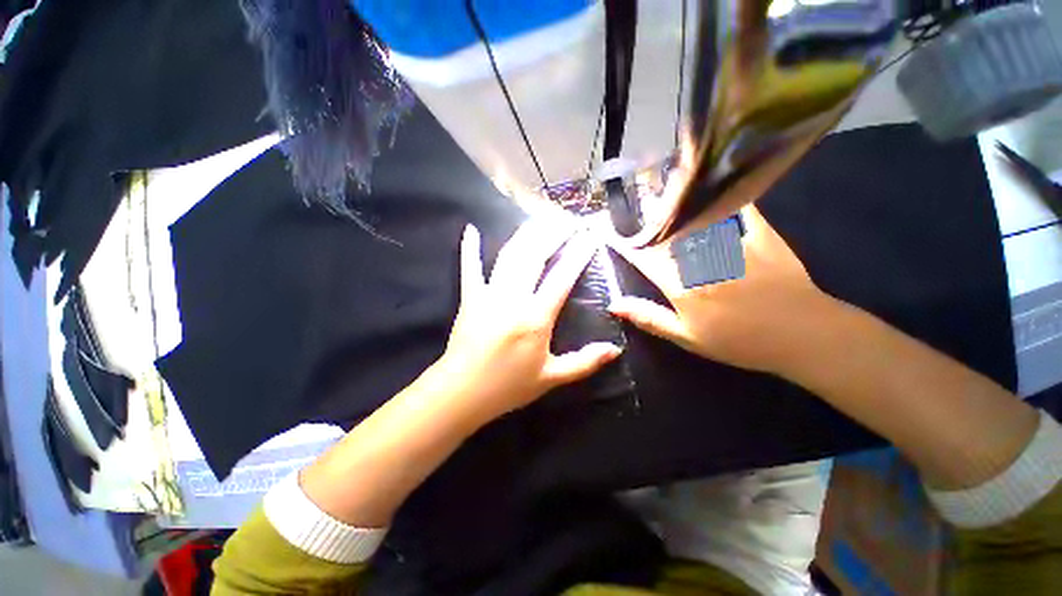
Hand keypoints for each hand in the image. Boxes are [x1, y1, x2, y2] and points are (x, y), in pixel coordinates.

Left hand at [438, 221, 622, 422]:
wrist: (462, 392)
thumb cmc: (509, 386)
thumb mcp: (551, 377)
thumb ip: (585, 362)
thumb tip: (615, 350)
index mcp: (535, 317)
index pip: (562, 277)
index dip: (578, 254)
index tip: (590, 236)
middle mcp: (513, 298)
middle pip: (535, 256)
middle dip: (554, 233)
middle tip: (568, 218)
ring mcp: (488, 294)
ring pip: (509, 255)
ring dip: (526, 233)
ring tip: (540, 217)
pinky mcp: (469, 297)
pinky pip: (469, 268)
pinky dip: (470, 249)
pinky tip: (471, 230)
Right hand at [609, 204, 841, 374]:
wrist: (803, 337)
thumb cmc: (740, 342)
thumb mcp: (687, 338)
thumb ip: (649, 318)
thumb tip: (614, 304)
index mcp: (682, 286)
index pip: (645, 259)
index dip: (626, 246)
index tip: (611, 233)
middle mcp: (701, 261)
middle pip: (668, 235)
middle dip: (647, 220)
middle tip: (634, 203)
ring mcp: (732, 246)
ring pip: (698, 219)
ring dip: (677, 205)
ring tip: (663, 191)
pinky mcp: (762, 237)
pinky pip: (741, 210)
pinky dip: (728, 197)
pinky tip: (718, 186)